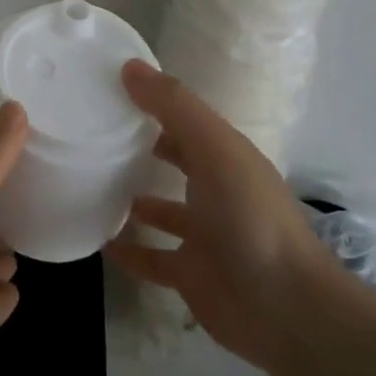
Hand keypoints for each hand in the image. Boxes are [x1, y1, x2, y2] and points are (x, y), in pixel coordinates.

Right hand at [106, 61, 325, 368]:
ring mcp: (204, 236)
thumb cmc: (250, 217)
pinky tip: (99, 240)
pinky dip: (129, 250)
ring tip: (90, 184)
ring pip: (162, 211)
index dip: (153, 104)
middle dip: (142, 149)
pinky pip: (152, 258)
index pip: (186, 122)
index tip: (109, 92)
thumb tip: (129, 66)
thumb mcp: (215, 149)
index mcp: (226, 158)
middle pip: (176, 162)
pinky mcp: (191, 276)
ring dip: (134, 200)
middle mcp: (216, 192)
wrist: (286, 310)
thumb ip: (174, 106)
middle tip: (93, 136)